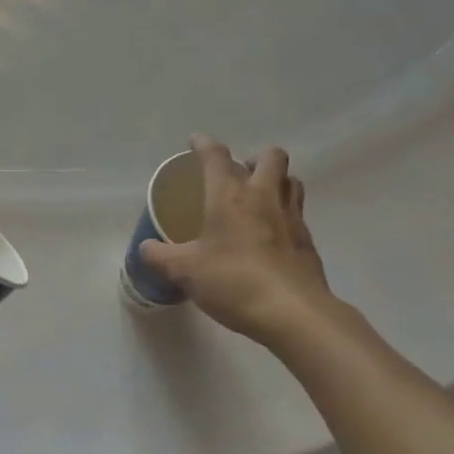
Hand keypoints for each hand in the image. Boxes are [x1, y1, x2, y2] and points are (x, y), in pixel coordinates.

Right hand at [138, 135, 336, 344]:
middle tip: (238, 173)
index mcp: (230, 196)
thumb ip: (160, 256)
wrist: (293, 313)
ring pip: (291, 181)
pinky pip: (297, 213)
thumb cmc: (233, 281)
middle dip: (254, 157)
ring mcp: (291, 218)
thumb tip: (145, 247)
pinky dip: (284, 213)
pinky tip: (270, 234)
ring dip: (276, 180)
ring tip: (258, 197)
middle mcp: (264, 197)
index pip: (216, 157)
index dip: (204, 145)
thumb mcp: (185, 271)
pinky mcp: (307, 241)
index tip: (196, 141)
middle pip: (271, 157)